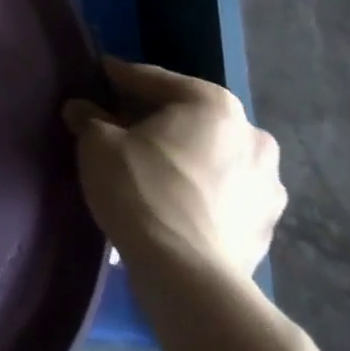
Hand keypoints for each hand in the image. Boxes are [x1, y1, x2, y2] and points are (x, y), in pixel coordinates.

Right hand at [63, 57, 283, 279]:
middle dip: (156, 118)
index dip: (120, 77)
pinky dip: (200, 187)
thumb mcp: (98, 143)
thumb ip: (90, 118)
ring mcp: (268, 185)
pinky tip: (172, 197)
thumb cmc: (141, 189)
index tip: (99, 75)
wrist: (188, 276)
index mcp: (213, 105)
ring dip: (184, 154)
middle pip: (190, 116)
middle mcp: (252, 136)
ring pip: (212, 154)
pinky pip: (224, 191)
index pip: (155, 80)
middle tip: (120, 123)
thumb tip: (80, 110)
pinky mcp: (267, 227)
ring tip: (148, 164)